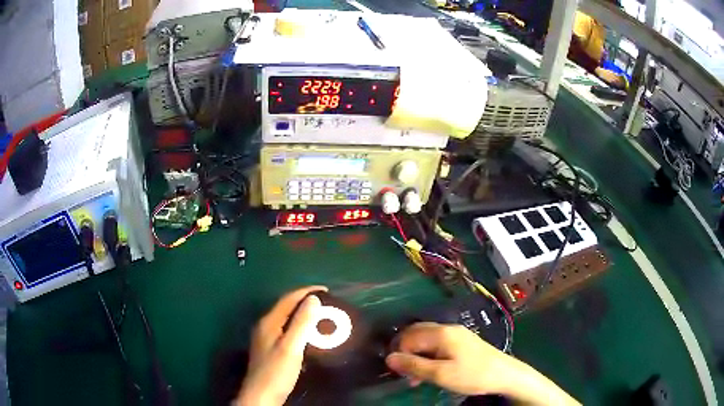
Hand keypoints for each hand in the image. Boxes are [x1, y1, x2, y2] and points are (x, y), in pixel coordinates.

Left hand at [236, 286, 326, 405]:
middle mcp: (265, 326)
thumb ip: (301, 323)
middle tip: (326, 303)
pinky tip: (308, 335)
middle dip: (305, 302)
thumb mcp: (291, 347)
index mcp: (269, 322)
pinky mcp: (269, 348)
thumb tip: (313, 299)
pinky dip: (299, 327)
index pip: (288, 299)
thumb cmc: (277, 371)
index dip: (306, 292)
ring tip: (321, 316)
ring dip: (303, 315)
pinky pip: (286, 330)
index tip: (326, 290)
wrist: (262, 396)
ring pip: (286, 319)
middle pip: (286, 307)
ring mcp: (265, 338)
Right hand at [386, 322, 509, 394]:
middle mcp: (447, 328)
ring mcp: (456, 333)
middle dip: (406, 352)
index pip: (409, 336)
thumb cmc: (472, 375)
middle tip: (405, 374)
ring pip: (426, 339)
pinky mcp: (462, 341)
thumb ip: (414, 366)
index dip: (399, 353)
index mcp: (442, 333)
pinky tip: (431, 370)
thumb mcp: (441, 374)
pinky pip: (437, 344)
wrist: (504, 374)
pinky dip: (429, 355)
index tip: (399, 372)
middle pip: (416, 333)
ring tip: (416, 378)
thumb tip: (389, 358)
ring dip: (417, 356)